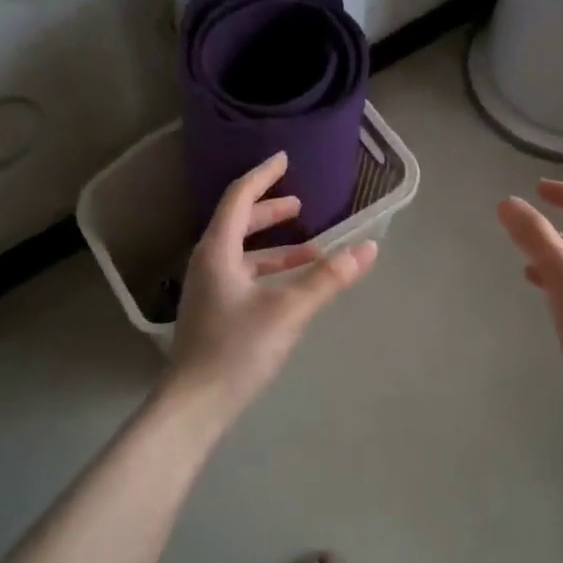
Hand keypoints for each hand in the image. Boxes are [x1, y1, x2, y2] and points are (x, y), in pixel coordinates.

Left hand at [167, 151, 377, 416]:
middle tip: (299, 203)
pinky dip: (269, 270)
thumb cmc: (237, 349)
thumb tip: (368, 248)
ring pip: (243, 252)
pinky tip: (292, 285)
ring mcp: (208, 288)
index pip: (239, 198)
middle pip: (239, 222)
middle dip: (270, 210)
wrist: (194, 404)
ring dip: (275, 246)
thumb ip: (328, 278)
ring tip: (311, 248)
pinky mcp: (214, 310)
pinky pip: (243, 274)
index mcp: (218, 250)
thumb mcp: (289, 310)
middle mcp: (208, 262)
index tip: (284, 158)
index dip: (263, 175)